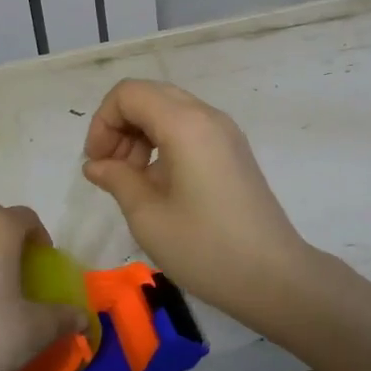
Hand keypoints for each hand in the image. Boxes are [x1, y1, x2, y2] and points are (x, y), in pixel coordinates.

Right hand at [81, 79, 311, 321]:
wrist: (273, 276)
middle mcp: (207, 115)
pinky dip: (164, 143)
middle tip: (112, 171)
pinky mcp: (234, 150)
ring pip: (170, 110)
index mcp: (185, 124)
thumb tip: (96, 164)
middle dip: (120, 126)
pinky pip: (189, 128)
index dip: (103, 122)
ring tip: (133, 182)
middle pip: (150, 96)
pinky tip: (159, 184)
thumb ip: (117, 179)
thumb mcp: (148, 216)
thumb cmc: (205, 248)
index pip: (129, 93)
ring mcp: (225, 131)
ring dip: (142, 135)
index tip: (97, 164)